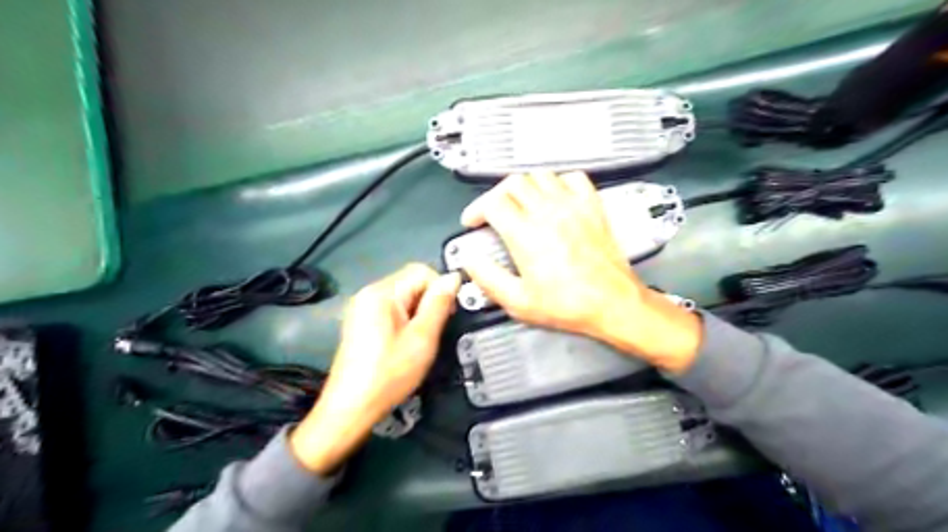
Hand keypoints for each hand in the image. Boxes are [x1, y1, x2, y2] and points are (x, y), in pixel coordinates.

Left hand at [293, 263, 462, 475]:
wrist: (351, 408)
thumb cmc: (389, 374)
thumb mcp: (422, 339)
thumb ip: (438, 304)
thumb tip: (453, 277)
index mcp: (381, 293)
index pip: (421, 271)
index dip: (441, 288)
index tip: (448, 315)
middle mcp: (369, 292)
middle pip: (411, 281)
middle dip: (429, 301)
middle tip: (434, 331)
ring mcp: (362, 307)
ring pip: (403, 296)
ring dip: (419, 311)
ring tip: (421, 339)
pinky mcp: (361, 321)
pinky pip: (392, 308)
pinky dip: (406, 319)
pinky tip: (406, 342)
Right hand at [464, 173, 698, 371]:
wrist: (612, 303)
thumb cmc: (569, 304)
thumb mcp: (518, 301)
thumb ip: (488, 278)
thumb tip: (471, 262)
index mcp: (525, 234)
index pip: (492, 202)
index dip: (476, 209)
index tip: (473, 221)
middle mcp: (548, 212)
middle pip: (513, 183)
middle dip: (496, 195)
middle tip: (493, 212)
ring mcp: (572, 206)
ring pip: (540, 175)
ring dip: (524, 186)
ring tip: (520, 203)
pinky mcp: (592, 207)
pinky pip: (573, 178)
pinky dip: (559, 181)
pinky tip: (555, 196)